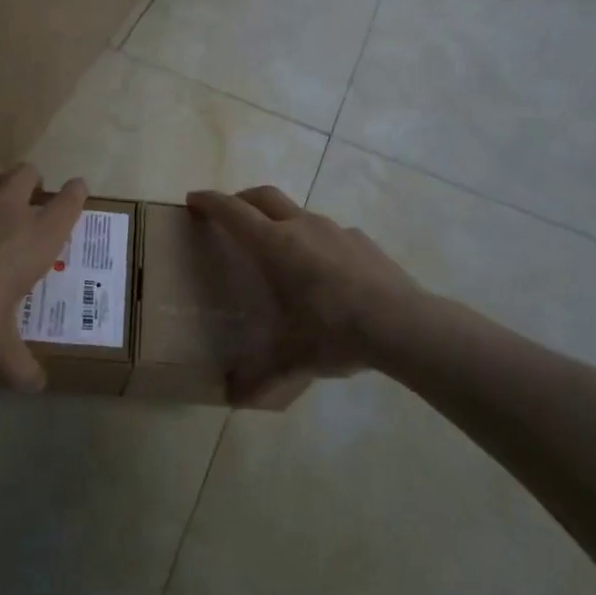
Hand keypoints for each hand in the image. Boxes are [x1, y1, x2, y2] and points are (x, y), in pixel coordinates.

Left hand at [0, 165, 87, 390]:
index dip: (76, 192)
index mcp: (37, 237)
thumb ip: (22, 366)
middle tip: (32, 197)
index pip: (68, 201)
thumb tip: (36, 387)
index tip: (78, 190)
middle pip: (27, 173)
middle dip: (33, 180)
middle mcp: (7, 212)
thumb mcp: (2, 350)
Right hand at [186, 185, 422, 401]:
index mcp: (274, 246)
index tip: (193, 199)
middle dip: (240, 199)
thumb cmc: (333, 332)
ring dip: (280, 221)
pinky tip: (325, 272)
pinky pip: (329, 233)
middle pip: (262, 196)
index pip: (232, 212)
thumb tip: (232, 398)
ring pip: (297, 212)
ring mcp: (334, 229)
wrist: (402, 324)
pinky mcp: (361, 240)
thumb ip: (260, 376)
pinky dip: (315, 241)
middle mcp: (301, 227)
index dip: (210, 202)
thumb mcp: (292, 358)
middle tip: (229, 213)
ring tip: (279, 251)